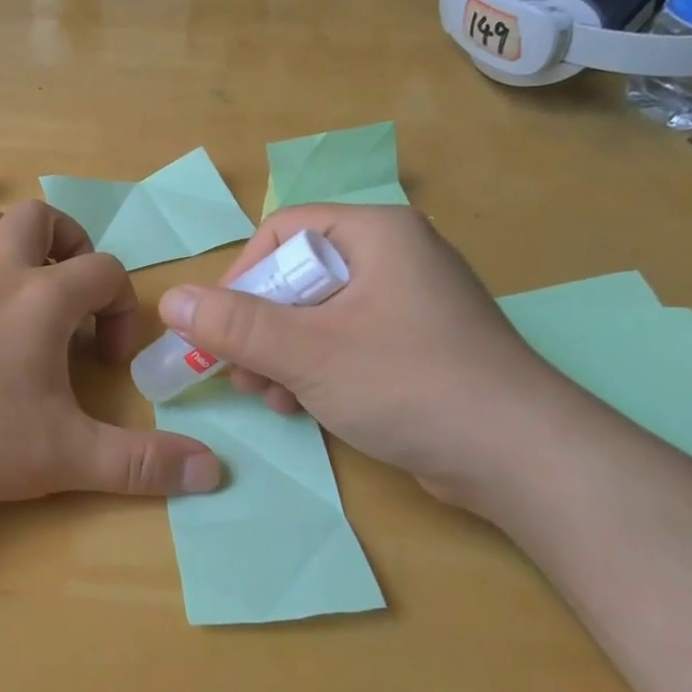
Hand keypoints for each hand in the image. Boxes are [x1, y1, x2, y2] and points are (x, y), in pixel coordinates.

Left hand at [0, 201, 221, 504]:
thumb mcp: (66, 456)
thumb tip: (215, 470)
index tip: (109, 360)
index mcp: (42, 298)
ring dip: (5, 236)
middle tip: (70, 293)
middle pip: (39, 217)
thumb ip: (142, 463)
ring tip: (16, 277)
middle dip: (67, 244)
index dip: (122, 307)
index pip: (104, 272)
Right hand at [155, 204, 573, 508]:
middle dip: (260, 328)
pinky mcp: (417, 346)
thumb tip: (168, 299)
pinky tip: (301, 407)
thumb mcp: (307, 352)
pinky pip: (346, 342)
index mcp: (376, 233)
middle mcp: (394, 257)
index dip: (241, 276)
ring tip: (269, 397)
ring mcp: (409, 304)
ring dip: (281, 355)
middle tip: (239, 372)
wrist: (523, 459)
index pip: (282, 232)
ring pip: (317, 315)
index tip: (219, 327)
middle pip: (297, 276)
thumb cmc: (409, 383)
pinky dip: (315, 370)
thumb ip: (233, 325)